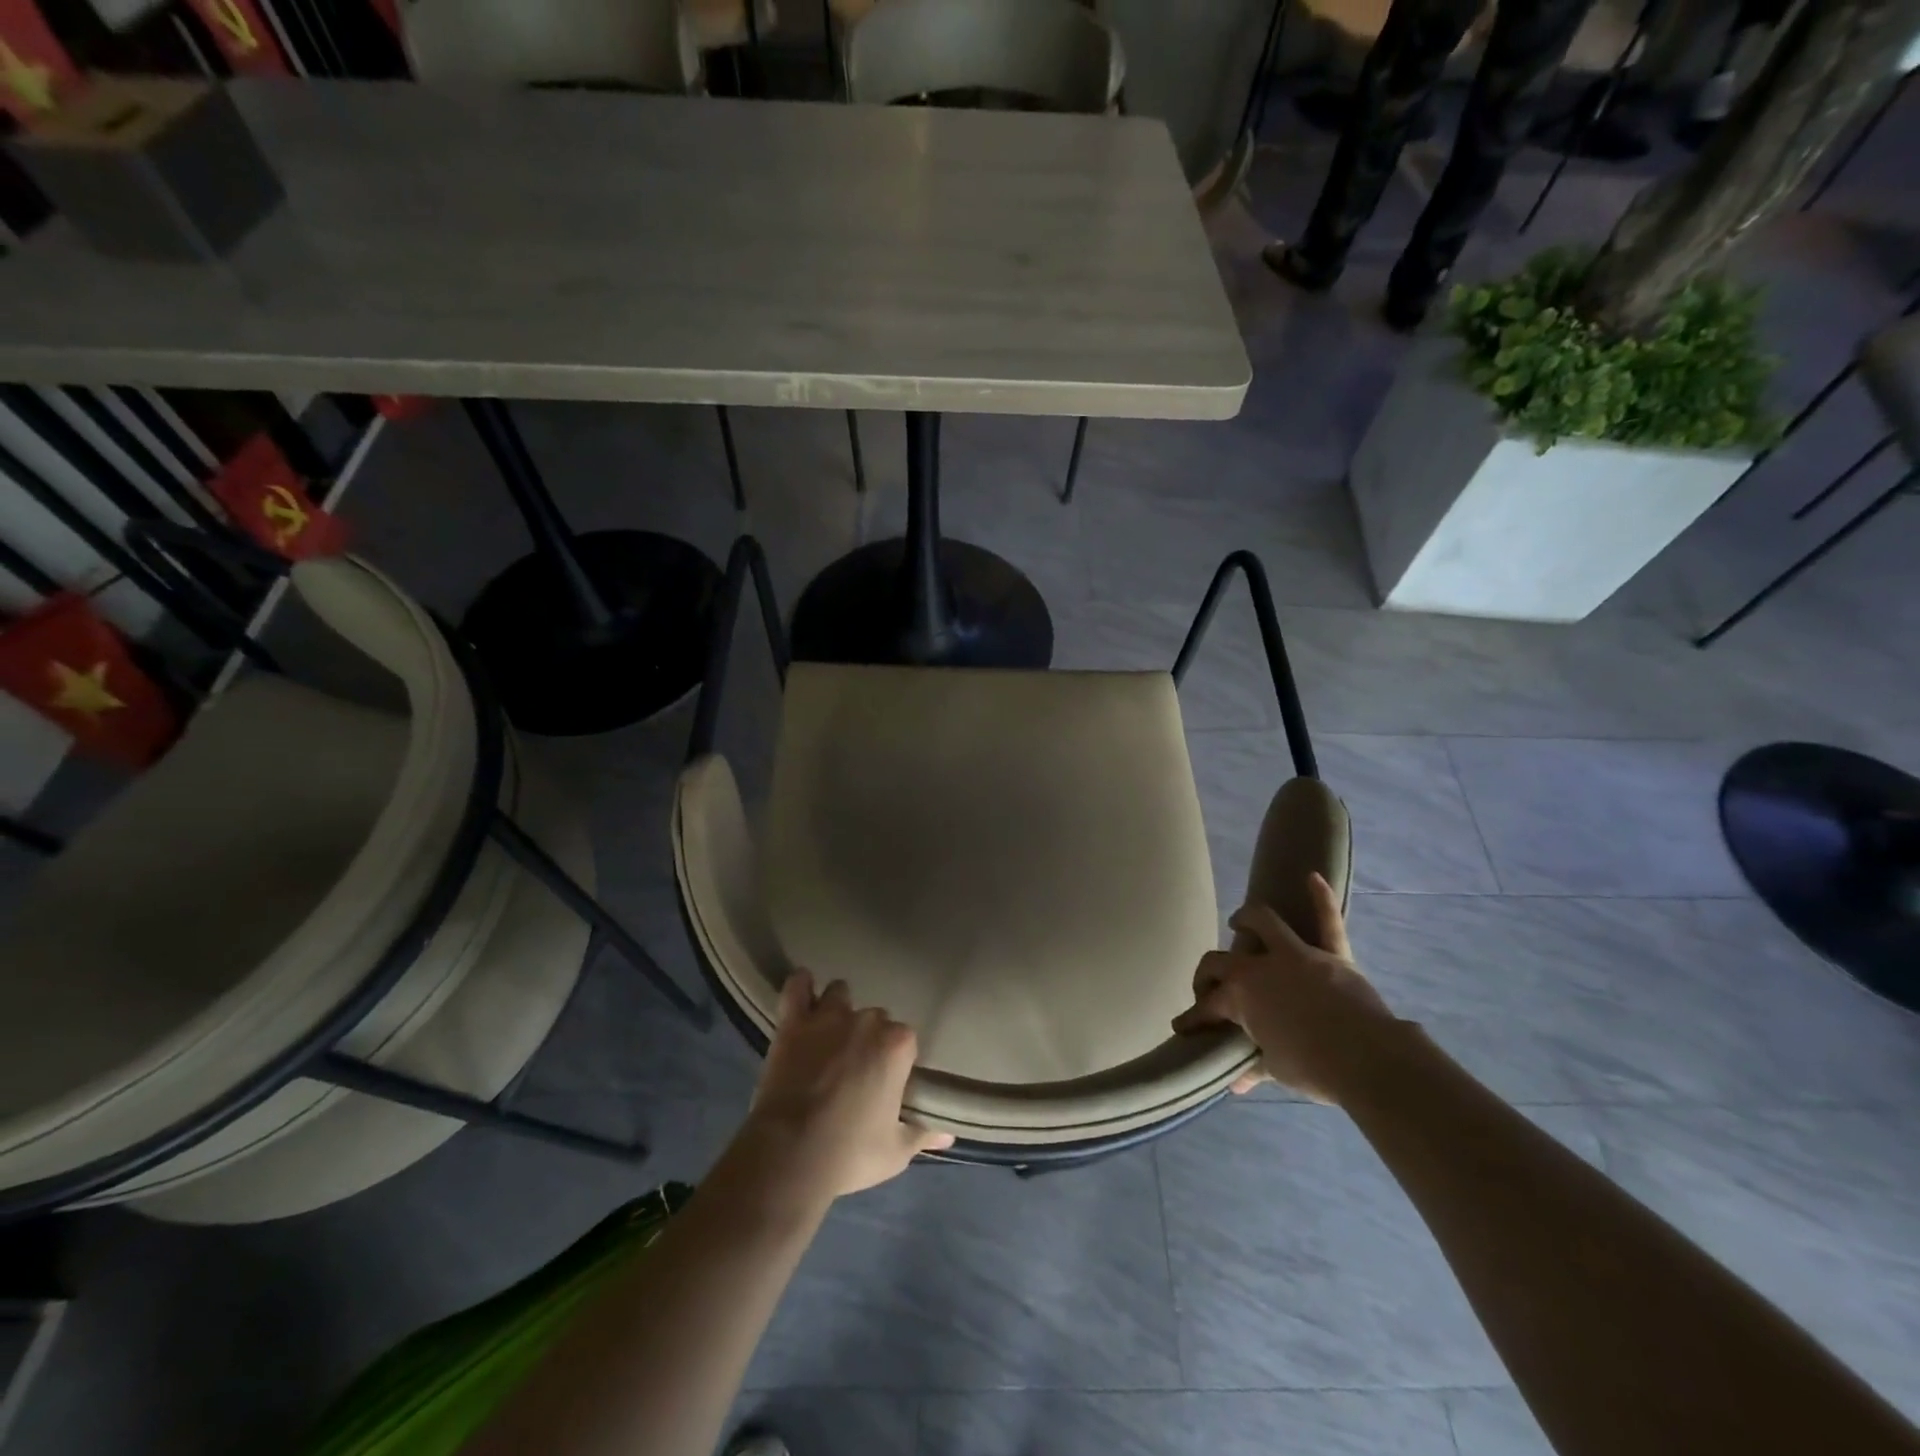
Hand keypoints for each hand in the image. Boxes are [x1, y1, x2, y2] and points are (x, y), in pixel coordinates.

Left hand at [741, 971, 953, 1203]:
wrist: (790, 1155)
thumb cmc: (850, 1153)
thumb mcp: (895, 1152)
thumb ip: (923, 1135)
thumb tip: (947, 1134)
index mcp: (898, 1045)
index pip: (905, 1041)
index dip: (895, 1061)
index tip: (885, 1081)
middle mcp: (868, 1020)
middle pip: (875, 1018)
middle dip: (868, 1037)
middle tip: (856, 1067)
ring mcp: (828, 1017)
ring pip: (839, 994)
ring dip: (838, 1008)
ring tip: (830, 1032)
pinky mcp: (794, 1022)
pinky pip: (797, 987)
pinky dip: (800, 985)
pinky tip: (803, 990)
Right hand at [1171, 873, 1397, 1105]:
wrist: (1369, 1060)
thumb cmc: (1315, 1068)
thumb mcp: (1277, 1069)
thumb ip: (1254, 1067)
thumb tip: (1235, 1082)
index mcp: (1242, 997)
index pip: (1207, 1006)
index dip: (1192, 1018)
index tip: (1181, 1026)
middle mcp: (1261, 968)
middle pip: (1222, 961)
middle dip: (1208, 973)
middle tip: (1208, 985)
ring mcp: (1298, 956)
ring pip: (1265, 923)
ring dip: (1248, 919)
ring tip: (1238, 921)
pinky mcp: (1333, 954)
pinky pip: (1328, 920)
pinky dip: (1322, 898)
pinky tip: (1313, 876)